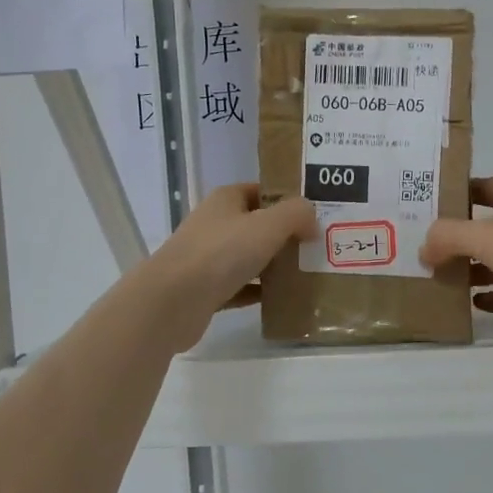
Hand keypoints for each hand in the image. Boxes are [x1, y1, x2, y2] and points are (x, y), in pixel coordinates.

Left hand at [139, 185, 316, 351]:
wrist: (172, 301)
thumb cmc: (221, 253)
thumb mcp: (267, 225)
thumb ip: (296, 214)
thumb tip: (312, 219)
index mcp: (226, 200)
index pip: (262, 191)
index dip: (288, 199)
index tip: (316, 214)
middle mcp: (215, 224)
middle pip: (258, 225)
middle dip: (287, 235)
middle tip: (319, 247)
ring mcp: (208, 258)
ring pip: (250, 257)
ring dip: (276, 265)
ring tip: (309, 273)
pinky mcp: (207, 290)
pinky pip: (242, 287)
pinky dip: (260, 292)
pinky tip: (284, 299)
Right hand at [420, 177, 492, 345]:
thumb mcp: (484, 236)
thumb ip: (448, 237)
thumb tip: (424, 249)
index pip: (485, 187)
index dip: (458, 193)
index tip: (427, 205)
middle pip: (491, 227)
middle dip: (460, 238)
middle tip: (425, 250)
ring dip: (476, 269)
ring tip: (441, 280)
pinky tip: (474, 305)